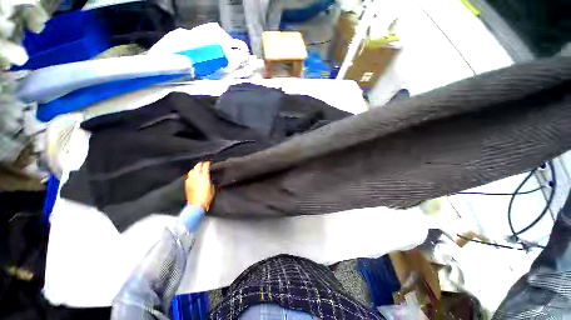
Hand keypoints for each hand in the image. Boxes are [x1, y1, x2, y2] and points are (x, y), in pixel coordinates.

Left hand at [185, 161, 214, 209]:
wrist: (196, 205)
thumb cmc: (207, 197)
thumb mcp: (212, 188)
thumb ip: (211, 182)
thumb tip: (210, 179)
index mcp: (204, 177)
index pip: (205, 167)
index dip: (207, 164)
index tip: (209, 163)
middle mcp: (196, 176)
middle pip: (197, 166)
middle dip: (200, 164)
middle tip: (203, 164)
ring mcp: (190, 180)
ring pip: (192, 170)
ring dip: (195, 168)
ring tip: (198, 169)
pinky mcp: (187, 184)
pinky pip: (189, 176)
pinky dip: (192, 174)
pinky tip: (193, 175)